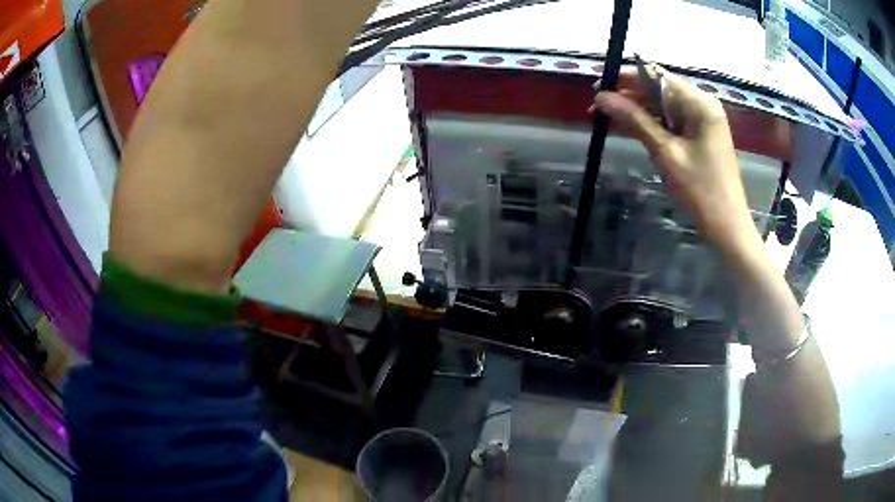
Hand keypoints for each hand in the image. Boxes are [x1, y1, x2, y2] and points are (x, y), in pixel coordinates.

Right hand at [592, 67, 758, 253]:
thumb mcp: (665, 152)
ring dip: (639, 107)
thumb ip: (634, 119)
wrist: (727, 225)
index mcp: (699, 102)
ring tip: (611, 116)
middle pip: (660, 86)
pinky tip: (635, 125)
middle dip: (630, 92)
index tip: (597, 85)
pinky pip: (673, 117)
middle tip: (599, 105)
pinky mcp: (703, 131)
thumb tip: (601, 97)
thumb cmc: (700, 190)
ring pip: (665, 101)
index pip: (656, 75)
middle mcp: (703, 102)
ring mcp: (704, 117)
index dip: (625, 76)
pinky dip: (654, 119)